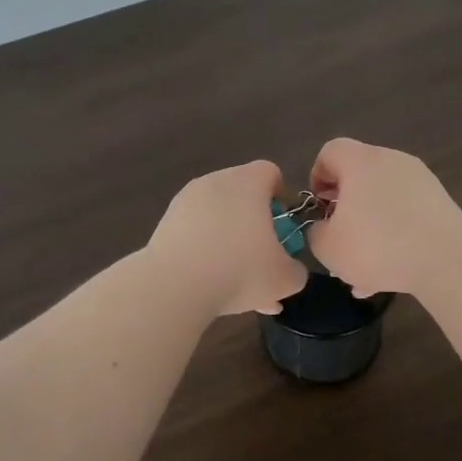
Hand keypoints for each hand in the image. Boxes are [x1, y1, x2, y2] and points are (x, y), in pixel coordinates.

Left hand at [146, 160, 309, 316]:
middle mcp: (215, 182)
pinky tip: (210, 281)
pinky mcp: (165, 222)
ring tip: (234, 277)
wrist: (174, 287)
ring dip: (229, 238)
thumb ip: (296, 268)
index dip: (280, 196)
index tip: (282, 225)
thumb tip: (289, 268)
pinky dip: (205, 248)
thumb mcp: (285, 278)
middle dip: (254, 221)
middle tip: (261, 254)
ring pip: (217, 215)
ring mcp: (185, 201)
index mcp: (247, 183)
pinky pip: (195, 230)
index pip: (270, 172)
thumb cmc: (240, 272)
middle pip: (242, 193)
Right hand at [305, 138, 461, 297]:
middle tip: (339, 240)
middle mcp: (392, 161)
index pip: (331, 151)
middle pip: (359, 178)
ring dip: (369, 230)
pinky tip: (390, 272)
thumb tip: (324, 227)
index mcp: (361, 162)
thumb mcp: (328, 247)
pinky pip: (406, 215)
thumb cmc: (377, 246)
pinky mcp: (440, 202)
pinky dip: (395, 236)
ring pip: (382, 201)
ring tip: (364, 271)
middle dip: (345, 210)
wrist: (447, 259)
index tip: (319, 208)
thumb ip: (315, 232)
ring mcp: (420, 180)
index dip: (317, 177)